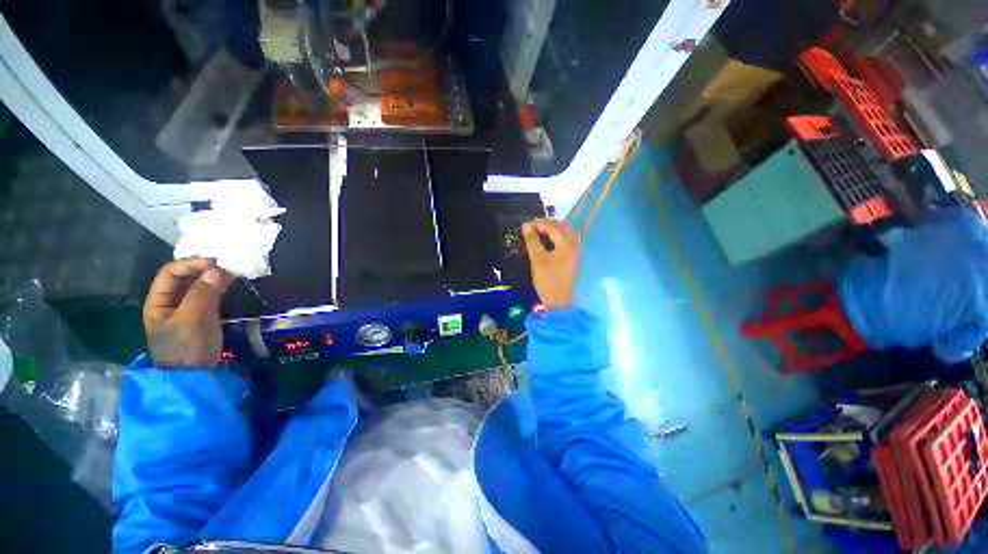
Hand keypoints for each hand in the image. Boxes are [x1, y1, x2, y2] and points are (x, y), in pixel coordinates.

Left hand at [143, 258, 234, 368]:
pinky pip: (210, 295)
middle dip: (204, 269)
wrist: (196, 375)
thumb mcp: (192, 319)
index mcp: (159, 301)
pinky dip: (221, 288)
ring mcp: (188, 309)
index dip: (191, 264)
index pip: (171, 273)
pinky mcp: (204, 316)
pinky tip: (232, 285)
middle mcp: (171, 301)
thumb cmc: (187, 347)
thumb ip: (202, 294)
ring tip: (233, 273)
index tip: (215, 263)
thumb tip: (217, 270)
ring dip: (214, 278)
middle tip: (227, 267)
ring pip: (199, 286)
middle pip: (185, 277)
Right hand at [522, 218, 580, 309]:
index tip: (524, 224)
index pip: (552, 227)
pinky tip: (551, 238)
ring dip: (554, 228)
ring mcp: (576, 251)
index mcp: (566, 243)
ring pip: (567, 232)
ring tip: (541, 229)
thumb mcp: (537, 259)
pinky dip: (559, 235)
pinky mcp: (574, 258)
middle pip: (562, 226)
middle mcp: (574, 244)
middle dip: (547, 223)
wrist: (559, 301)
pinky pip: (568, 240)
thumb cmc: (547, 279)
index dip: (538, 223)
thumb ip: (532, 241)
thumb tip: (526, 226)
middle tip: (532, 224)